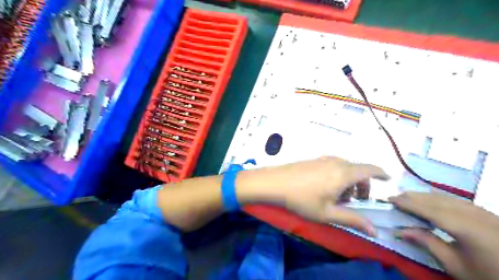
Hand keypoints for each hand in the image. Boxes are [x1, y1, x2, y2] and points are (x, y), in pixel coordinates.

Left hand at [237, 156, 389, 234]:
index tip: (388, 179)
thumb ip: (352, 219)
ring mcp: (323, 159)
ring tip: (338, 197)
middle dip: (362, 184)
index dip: (381, 173)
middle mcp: (336, 162)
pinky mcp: (314, 160)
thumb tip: (374, 231)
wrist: (275, 182)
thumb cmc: (302, 199)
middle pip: (357, 170)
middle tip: (356, 200)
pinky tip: (325, 188)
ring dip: (348, 181)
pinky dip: (337, 176)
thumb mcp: (328, 213)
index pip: (370, 169)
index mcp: (344, 173)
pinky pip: (332, 166)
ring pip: (344, 168)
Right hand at [390, 192, 497, 279]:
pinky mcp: (487, 213)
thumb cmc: (488, 276)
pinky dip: (438, 197)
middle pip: (437, 200)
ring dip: (425, 195)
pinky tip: (431, 199)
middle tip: (395, 196)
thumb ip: (428, 243)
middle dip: (414, 197)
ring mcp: (482, 212)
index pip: (429, 210)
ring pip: (447, 197)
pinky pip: (457, 200)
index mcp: (466, 229)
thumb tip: (401, 231)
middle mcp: (474, 215)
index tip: (390, 199)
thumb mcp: (456, 265)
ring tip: (408, 196)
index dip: (408, 204)